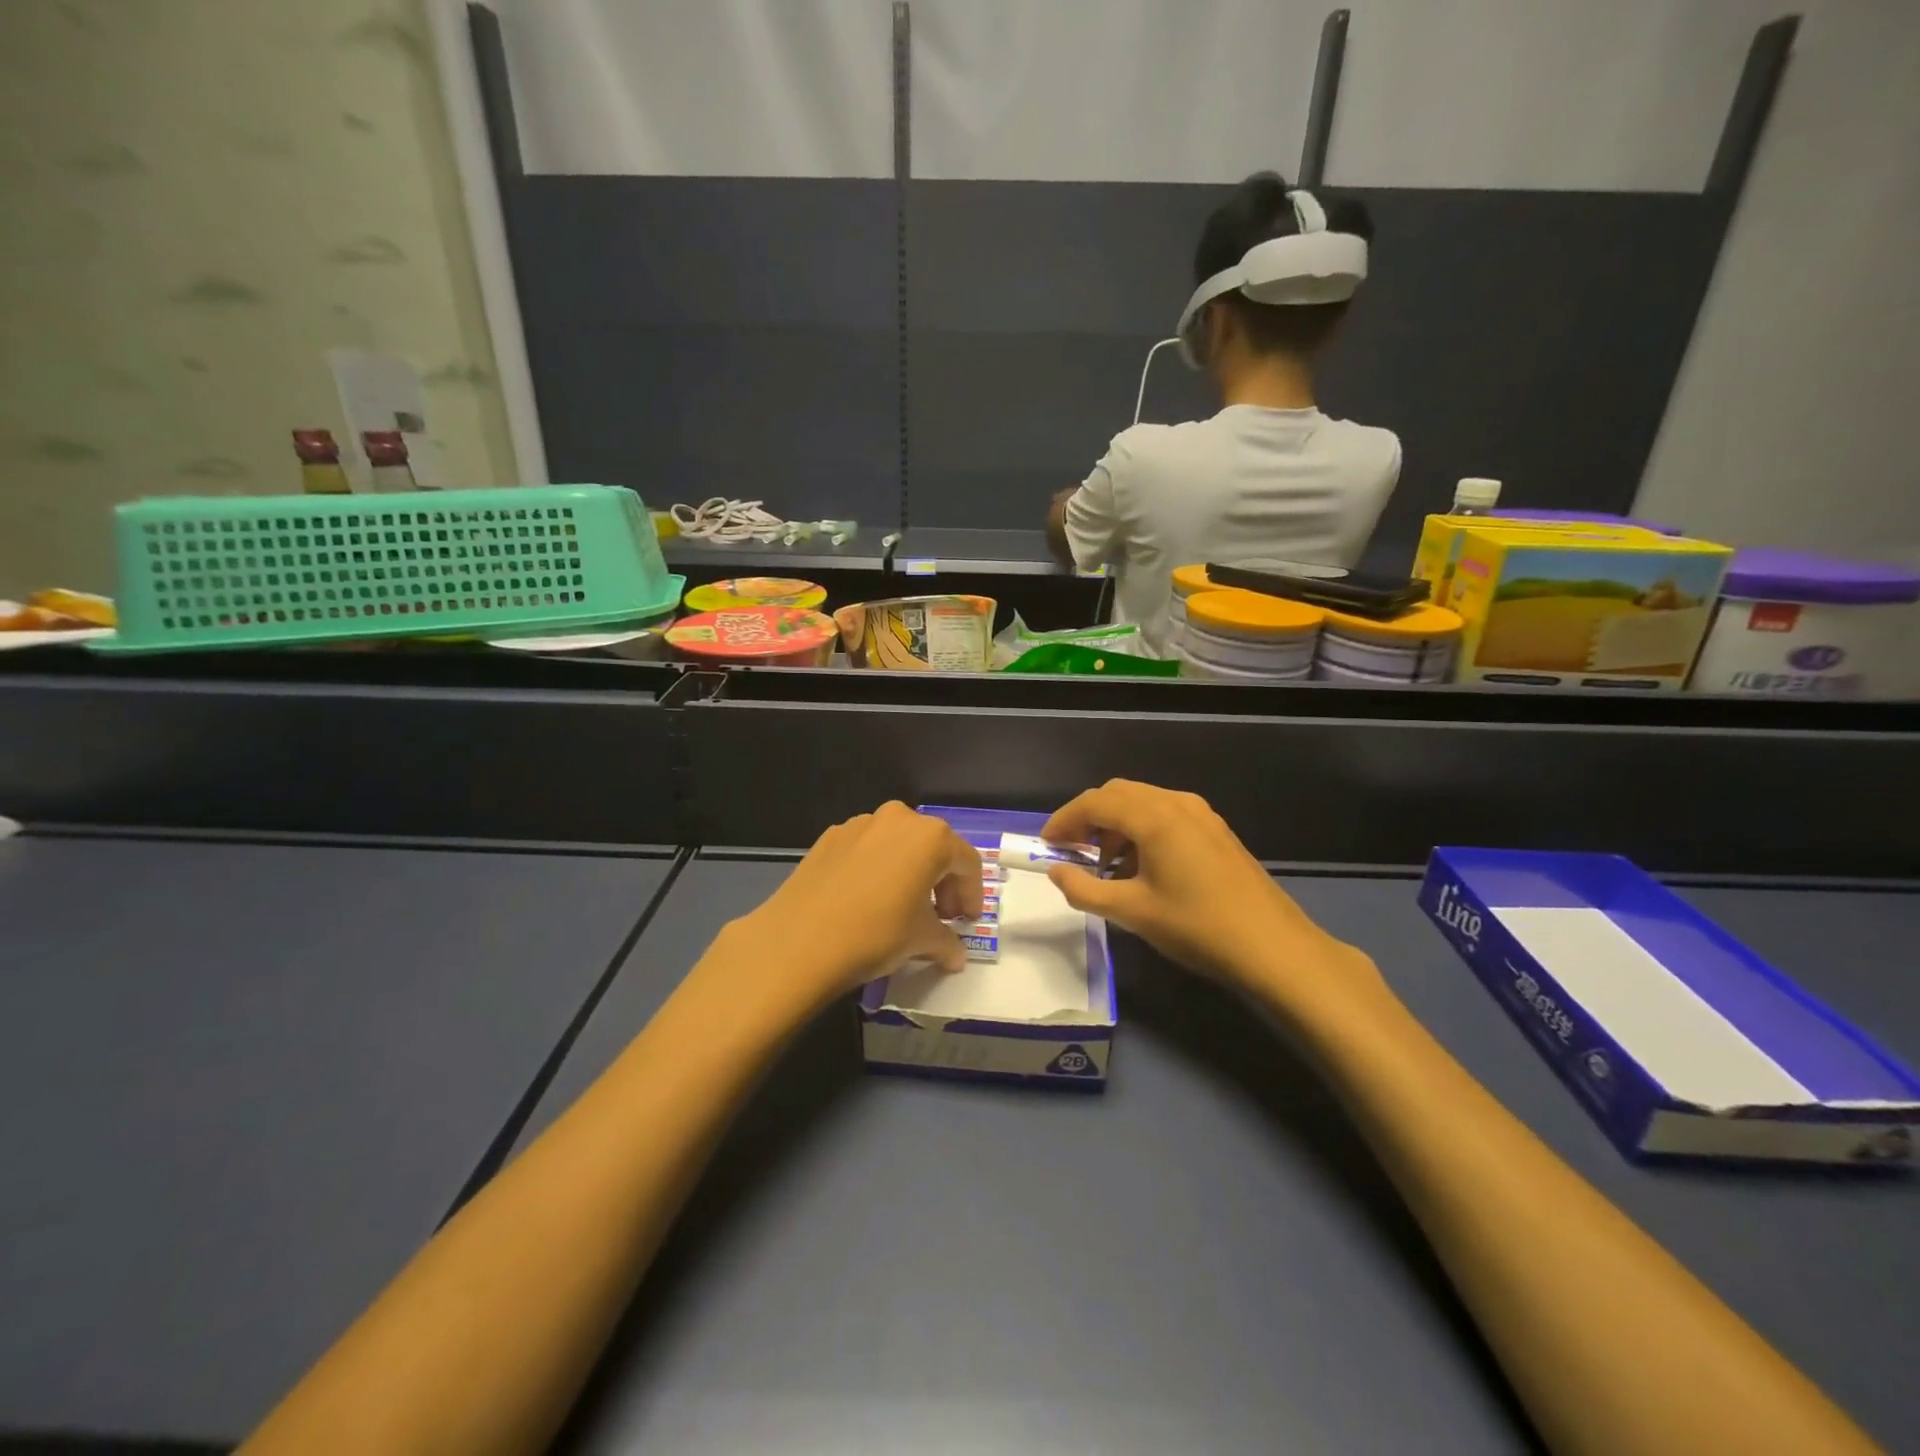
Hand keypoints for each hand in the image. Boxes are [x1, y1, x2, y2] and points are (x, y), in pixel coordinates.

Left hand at [725, 803, 983, 1014]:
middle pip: (933, 848)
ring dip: (909, 873)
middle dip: (942, 882)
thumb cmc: (876, 933)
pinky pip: (867, 850)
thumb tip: (955, 955)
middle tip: (940, 916)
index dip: (973, 895)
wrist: (799, 940)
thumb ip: (946, 942)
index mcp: (931, 837)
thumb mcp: (921, 941)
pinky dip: (877, 870)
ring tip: (902, 908)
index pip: (967, 863)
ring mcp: (860, 824)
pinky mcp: (829, 837)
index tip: (967, 922)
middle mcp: (899, 819)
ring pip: (898, 845)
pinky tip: (866, 901)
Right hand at [1042, 780, 1385, 1014]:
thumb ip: (1085, 890)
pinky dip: (1141, 831)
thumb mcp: (1133, 912)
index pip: (1095, 802)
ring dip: (1116, 825)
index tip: (1046, 845)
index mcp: (1154, 817)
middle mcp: (1176, 803)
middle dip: (1089, 819)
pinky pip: (1166, 815)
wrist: (1274, 947)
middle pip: (1118, 794)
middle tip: (1071, 852)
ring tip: (1105, 867)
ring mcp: (1201, 814)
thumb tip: (1056, 871)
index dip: (1064, 820)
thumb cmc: (1198, 927)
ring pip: (1143, 803)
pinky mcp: (1215, 830)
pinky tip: (1141, 868)